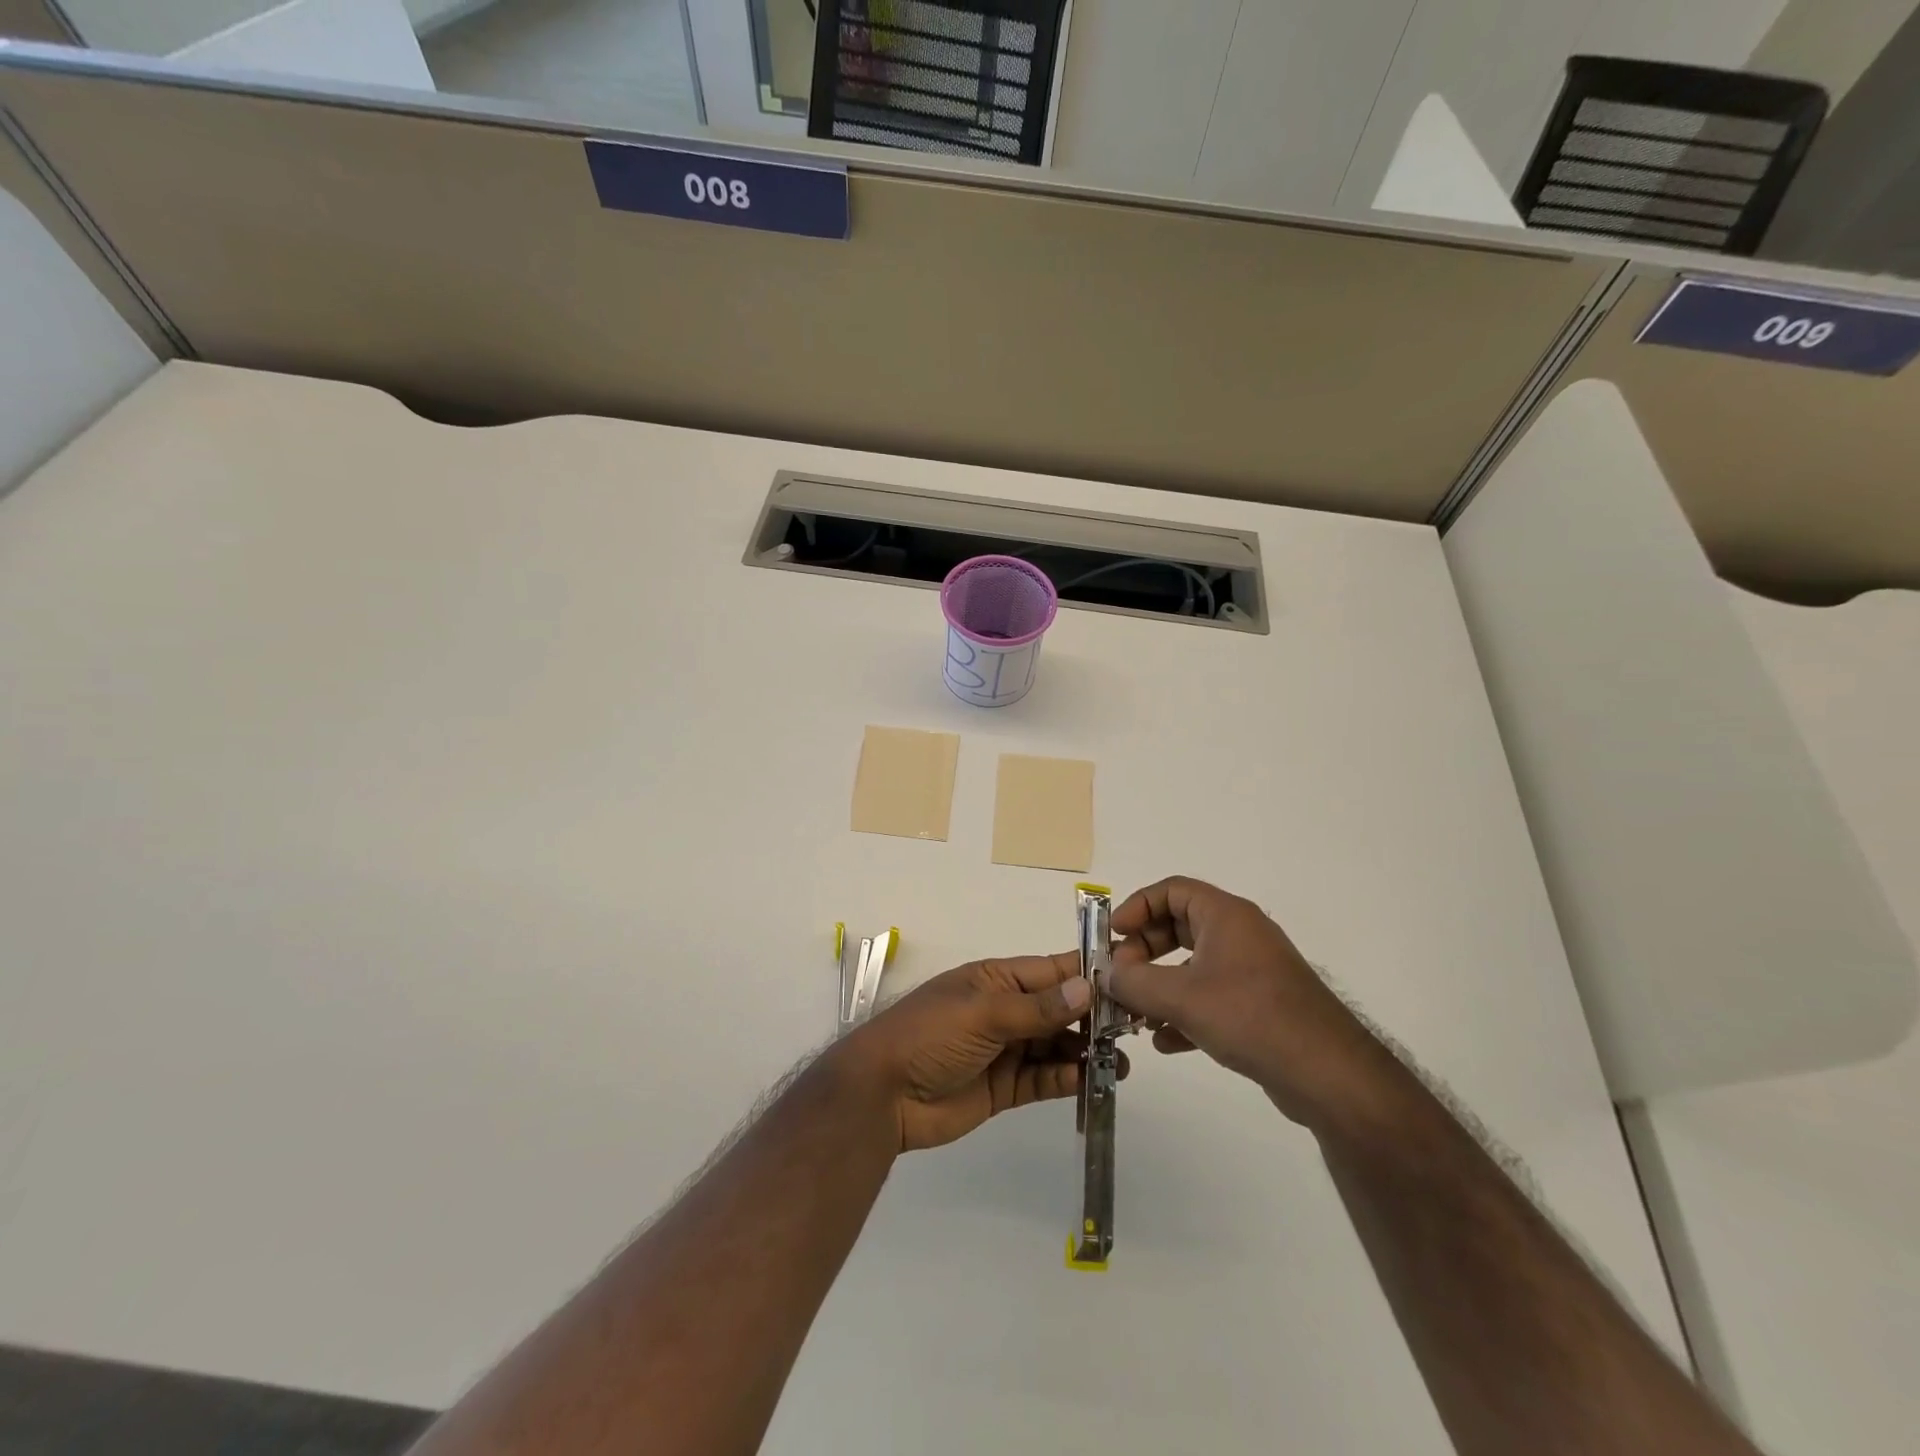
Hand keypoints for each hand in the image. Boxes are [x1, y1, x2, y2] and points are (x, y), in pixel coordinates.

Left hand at [830, 953, 1111, 1152]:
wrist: (883, 1095)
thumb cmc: (930, 1035)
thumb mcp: (982, 1012)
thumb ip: (1036, 1007)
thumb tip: (1088, 987)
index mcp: (996, 980)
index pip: (1051, 971)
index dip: (1087, 975)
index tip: (1130, 980)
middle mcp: (1005, 1010)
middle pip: (1059, 1010)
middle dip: (1093, 1018)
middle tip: (1133, 1031)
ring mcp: (1005, 1050)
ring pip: (1056, 1045)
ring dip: (1085, 1052)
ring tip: (1120, 1063)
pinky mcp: (1005, 1088)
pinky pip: (1043, 1079)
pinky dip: (1065, 1079)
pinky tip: (1088, 1080)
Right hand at [1107, 877, 1387, 1128]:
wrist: (1329, 1074)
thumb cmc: (1251, 1016)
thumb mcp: (1181, 997)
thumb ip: (1134, 982)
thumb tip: (1106, 975)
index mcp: (1225, 916)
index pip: (1171, 890)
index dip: (1137, 906)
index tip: (1113, 936)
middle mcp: (1240, 935)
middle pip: (1178, 927)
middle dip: (1143, 952)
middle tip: (1121, 977)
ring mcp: (1252, 972)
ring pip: (1191, 966)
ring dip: (1159, 986)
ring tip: (1134, 1015)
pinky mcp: (1259, 1007)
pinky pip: (1210, 997)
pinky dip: (1183, 1012)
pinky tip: (1164, 1042)